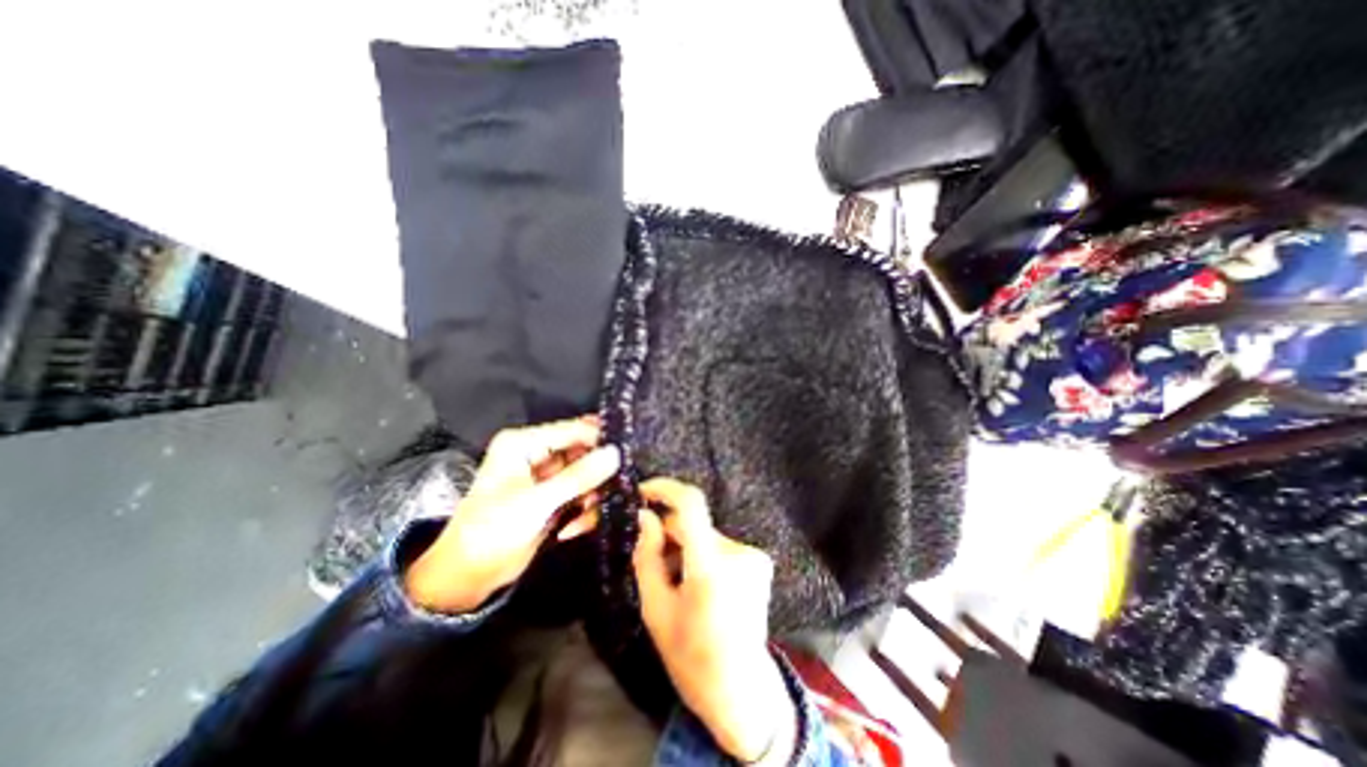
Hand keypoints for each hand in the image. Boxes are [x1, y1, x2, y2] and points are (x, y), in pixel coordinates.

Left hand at [406, 417, 619, 612]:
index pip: (574, 430)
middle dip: (598, 474)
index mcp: (524, 443)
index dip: (600, 441)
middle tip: (613, 490)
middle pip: (585, 452)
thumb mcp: (535, 503)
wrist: (467, 579)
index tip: (627, 456)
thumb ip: (578, 477)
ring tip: (584, 515)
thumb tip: (616, 453)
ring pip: (588, 475)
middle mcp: (538, 453)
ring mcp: (548, 477)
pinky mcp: (555, 497)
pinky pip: (583, 494)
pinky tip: (572, 529)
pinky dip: (584, 511)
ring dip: (591, 496)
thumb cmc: (491, 532)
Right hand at [636, 480, 798, 759]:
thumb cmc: (691, 658)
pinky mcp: (759, 560)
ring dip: (686, 547)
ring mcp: (753, 555)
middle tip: (654, 562)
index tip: (643, 492)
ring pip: (704, 534)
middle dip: (669, 533)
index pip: (691, 504)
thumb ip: (647, 557)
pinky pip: (719, 544)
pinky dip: (703, 554)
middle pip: (693, 523)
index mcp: (710, 567)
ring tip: (679, 583)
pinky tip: (700, 585)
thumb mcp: (656, 610)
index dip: (665, 488)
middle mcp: (737, 552)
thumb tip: (644, 516)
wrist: (742, 690)